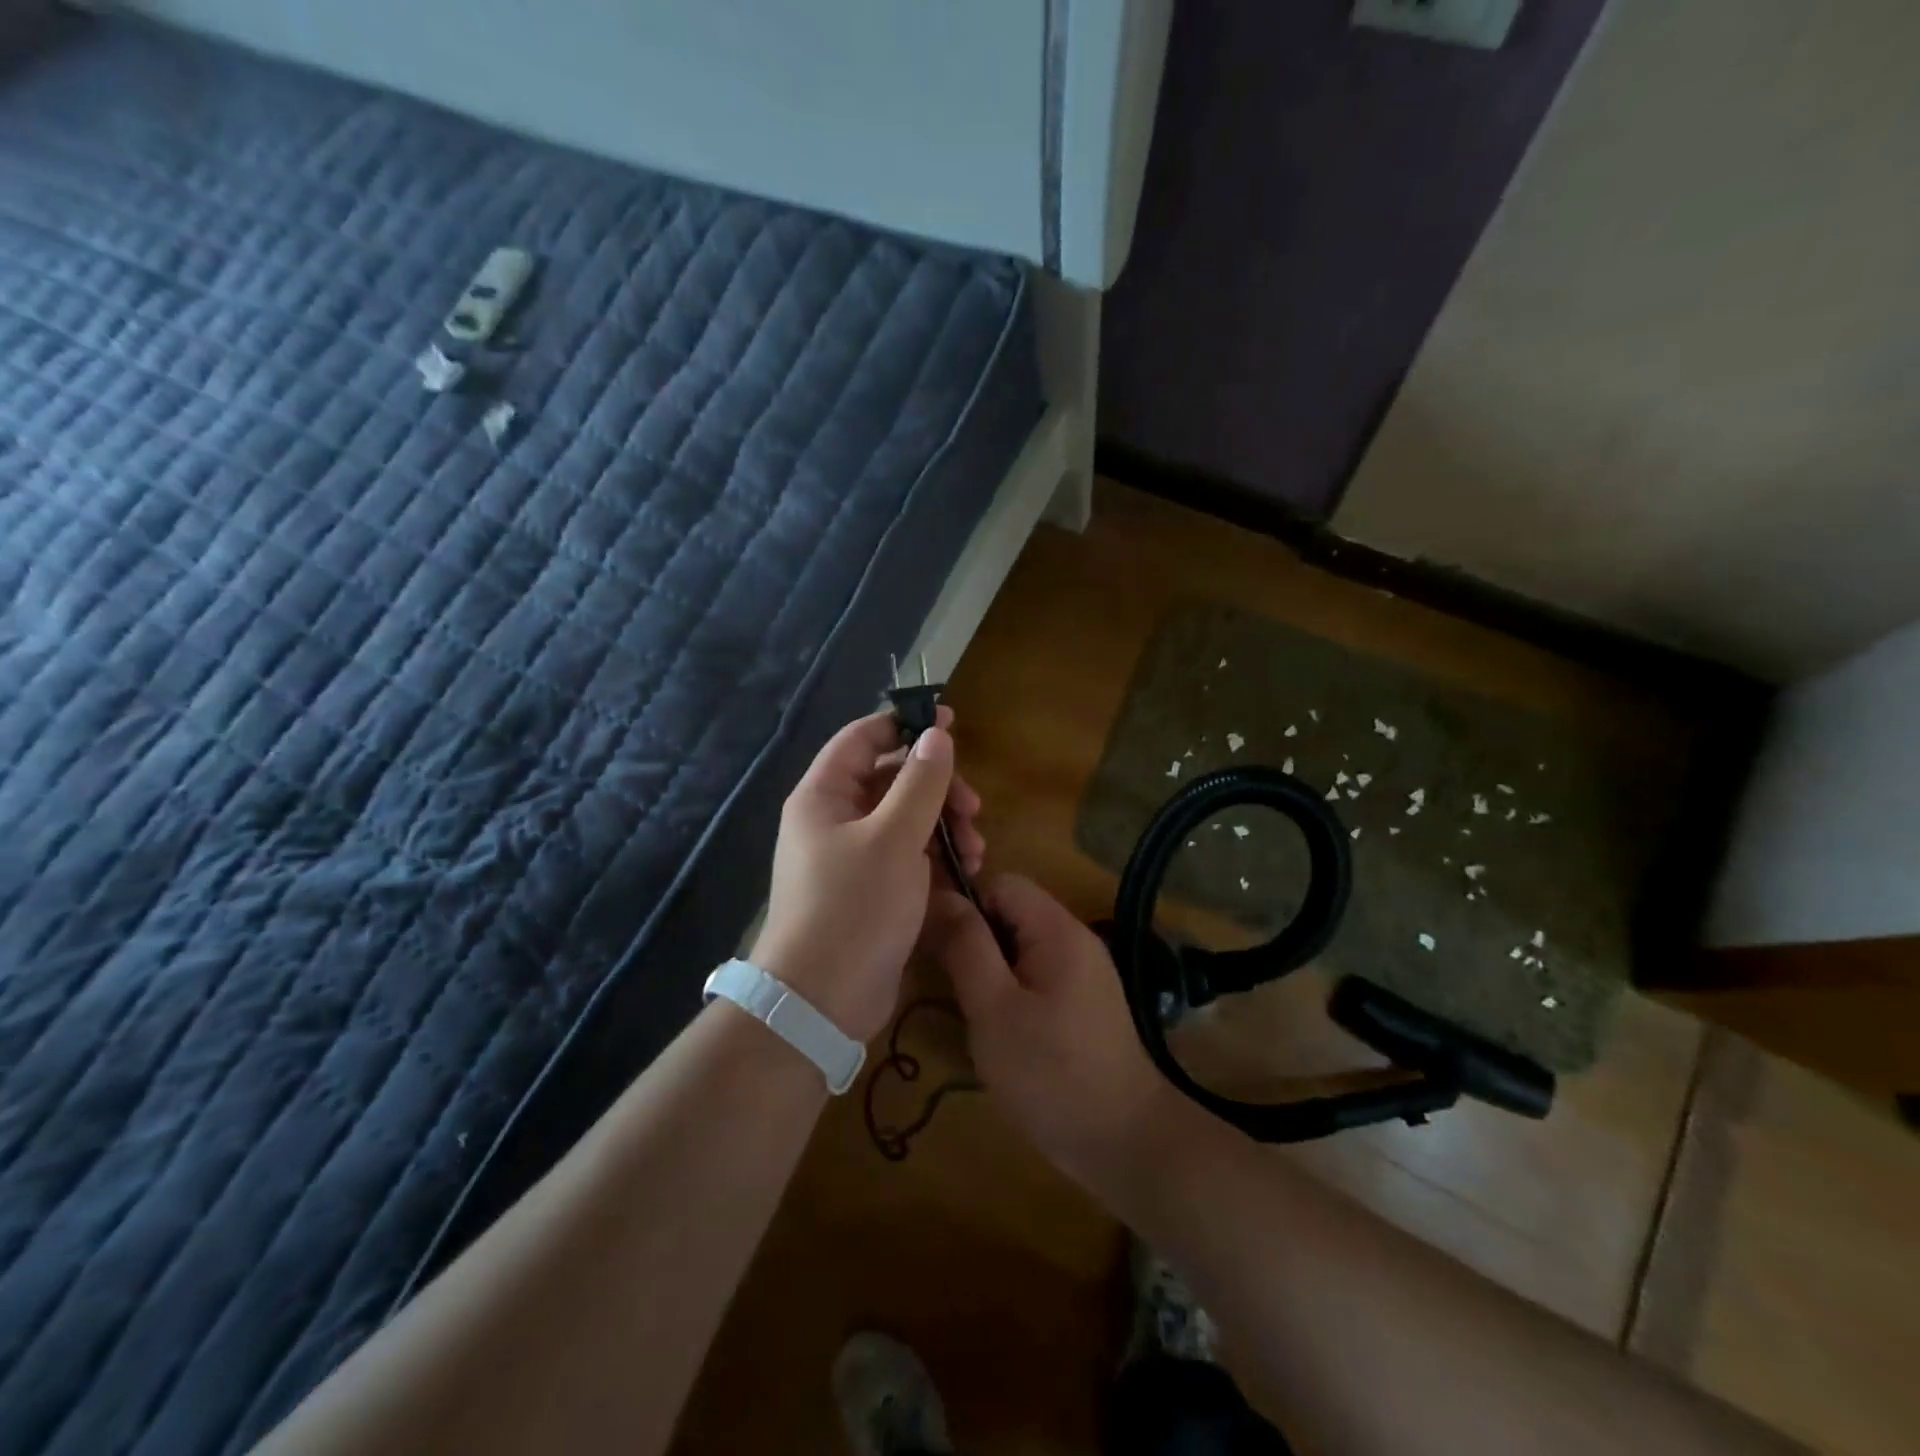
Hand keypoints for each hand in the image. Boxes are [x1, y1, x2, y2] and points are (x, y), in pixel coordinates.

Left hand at [751, 709, 984, 1043]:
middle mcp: (835, 820)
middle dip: (938, 788)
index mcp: (825, 796)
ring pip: (906, 820)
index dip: (906, 725)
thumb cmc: (854, 906)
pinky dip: (936, 858)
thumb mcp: (895, 838)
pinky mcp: (872, 890)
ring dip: (944, 826)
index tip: (953, 722)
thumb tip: (937, 735)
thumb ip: (920, 782)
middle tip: (973, 808)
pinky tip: (966, 874)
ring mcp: (853, 857)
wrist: (823, 1000)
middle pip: (892, 780)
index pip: (863, 738)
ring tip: (976, 850)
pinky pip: (908, 856)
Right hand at [921, 874, 1174, 1194]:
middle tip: (952, 986)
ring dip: (992, 968)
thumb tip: (941, 895)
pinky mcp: (1086, 1001)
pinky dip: (1013, 990)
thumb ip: (966, 946)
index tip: (941, 948)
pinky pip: (1038, 973)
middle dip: (976, 940)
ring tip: (974, 1011)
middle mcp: (1076, 938)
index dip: (966, 905)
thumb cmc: (1050, 1073)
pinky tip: (1002, 1029)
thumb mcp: (993, 1008)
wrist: (1124, 1141)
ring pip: (1022, 945)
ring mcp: (1085, 971)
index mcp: (1057, 929)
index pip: (1001, 882)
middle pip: (1012, 912)